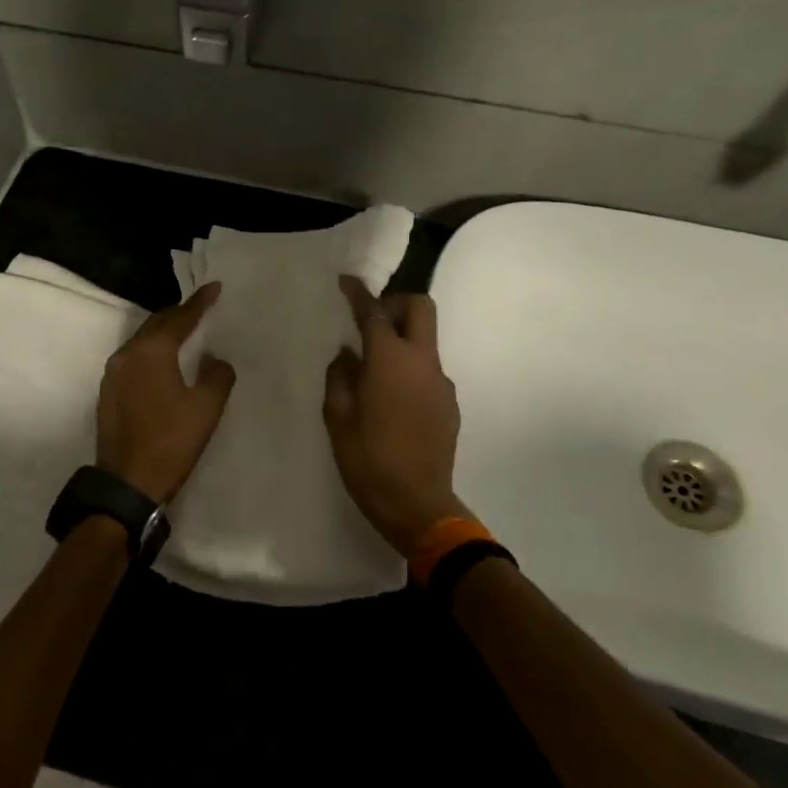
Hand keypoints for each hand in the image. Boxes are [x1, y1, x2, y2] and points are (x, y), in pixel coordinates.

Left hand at [97, 282, 236, 503]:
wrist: (127, 483)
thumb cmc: (171, 442)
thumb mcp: (206, 408)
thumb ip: (217, 375)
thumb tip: (214, 360)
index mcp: (152, 351)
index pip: (180, 318)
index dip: (200, 302)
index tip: (215, 287)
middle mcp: (127, 354)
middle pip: (156, 323)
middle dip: (179, 314)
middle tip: (200, 308)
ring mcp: (113, 374)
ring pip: (142, 341)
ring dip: (163, 333)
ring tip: (184, 332)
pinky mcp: (108, 393)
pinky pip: (134, 359)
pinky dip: (151, 352)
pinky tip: (163, 362)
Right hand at [323, 275, 471, 557]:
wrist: (418, 505)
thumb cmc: (369, 460)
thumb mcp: (337, 418)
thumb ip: (340, 377)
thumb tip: (347, 356)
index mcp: (390, 360)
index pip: (375, 312)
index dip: (359, 293)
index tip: (346, 282)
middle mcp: (422, 362)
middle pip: (420, 308)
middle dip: (395, 303)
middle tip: (370, 323)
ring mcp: (441, 382)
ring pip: (426, 339)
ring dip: (403, 339)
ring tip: (374, 369)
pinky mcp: (449, 404)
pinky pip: (429, 369)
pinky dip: (410, 368)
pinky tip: (392, 399)